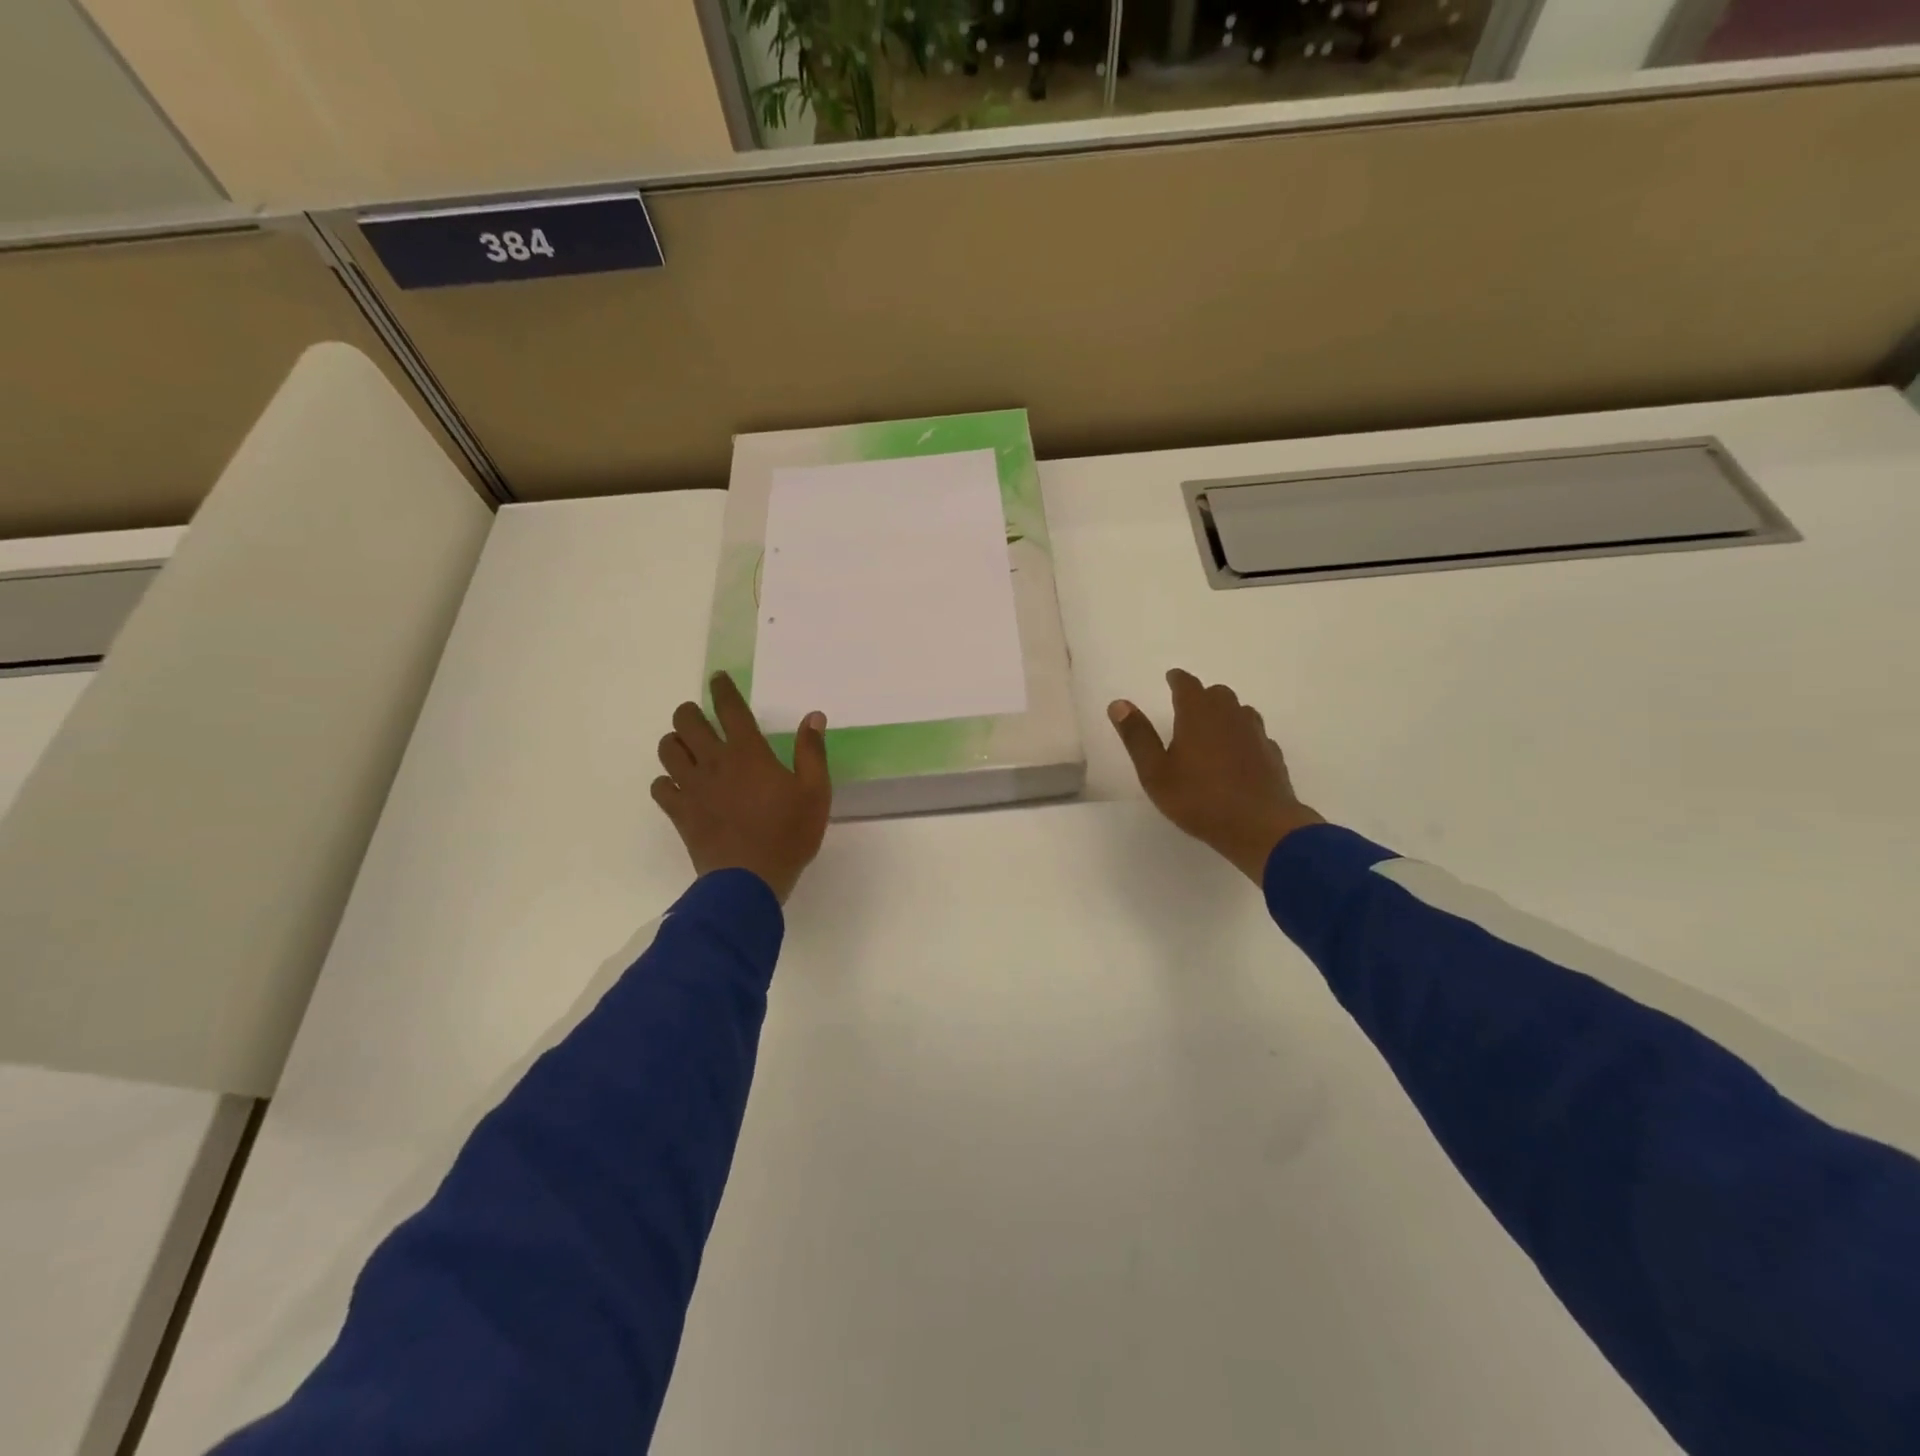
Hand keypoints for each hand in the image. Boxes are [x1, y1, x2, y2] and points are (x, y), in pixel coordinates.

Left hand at [653, 673, 831, 903]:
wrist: (749, 881)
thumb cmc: (789, 834)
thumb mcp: (815, 792)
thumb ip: (812, 751)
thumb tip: (813, 716)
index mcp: (748, 753)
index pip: (730, 709)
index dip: (722, 690)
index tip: (718, 679)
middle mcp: (714, 762)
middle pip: (686, 722)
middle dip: (690, 712)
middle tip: (699, 717)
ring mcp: (692, 787)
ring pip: (667, 750)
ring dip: (675, 742)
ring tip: (686, 747)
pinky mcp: (679, 812)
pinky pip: (659, 787)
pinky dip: (665, 781)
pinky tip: (677, 786)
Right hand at [1108, 669, 1322, 884]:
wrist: (1259, 826)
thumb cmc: (1198, 798)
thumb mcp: (1155, 772)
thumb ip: (1137, 736)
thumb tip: (1118, 704)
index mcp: (1198, 713)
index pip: (1187, 685)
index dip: (1177, 679)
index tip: (1171, 677)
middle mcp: (1229, 715)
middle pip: (1216, 694)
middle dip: (1201, 696)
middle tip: (1187, 707)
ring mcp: (1255, 734)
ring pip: (1239, 712)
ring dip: (1224, 714)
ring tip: (1211, 730)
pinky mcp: (1272, 755)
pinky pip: (1254, 736)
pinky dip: (1243, 738)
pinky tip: (1237, 755)